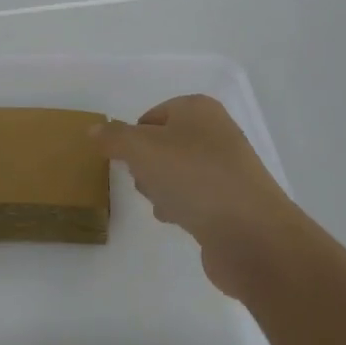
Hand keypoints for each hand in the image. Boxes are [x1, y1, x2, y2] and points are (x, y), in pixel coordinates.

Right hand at [92, 94, 289, 293]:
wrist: (251, 235)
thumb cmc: (193, 178)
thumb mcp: (141, 149)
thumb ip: (113, 137)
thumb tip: (94, 129)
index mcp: (198, 109)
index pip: (150, 116)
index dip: (131, 138)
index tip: (124, 161)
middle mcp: (216, 132)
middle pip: (162, 144)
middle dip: (145, 165)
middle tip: (145, 181)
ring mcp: (227, 168)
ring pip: (176, 172)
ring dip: (161, 188)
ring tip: (163, 205)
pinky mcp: (233, 202)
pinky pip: (194, 197)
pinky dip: (182, 207)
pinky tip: (178, 221)